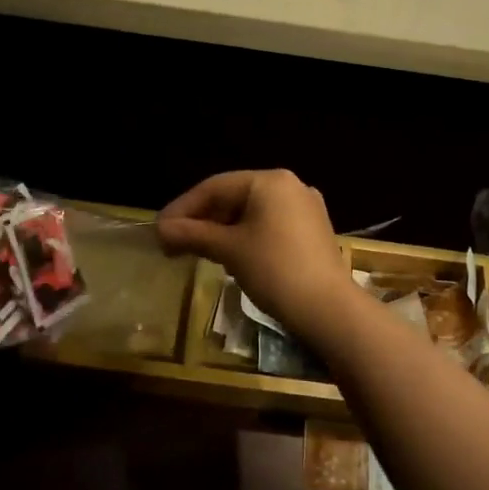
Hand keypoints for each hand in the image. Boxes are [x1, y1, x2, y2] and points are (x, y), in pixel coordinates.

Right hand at [157, 171, 350, 337]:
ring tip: (196, 251)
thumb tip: (161, 229)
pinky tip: (229, 256)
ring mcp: (305, 208)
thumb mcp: (229, 250)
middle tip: (173, 243)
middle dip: (202, 220)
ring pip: (251, 212)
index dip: (183, 208)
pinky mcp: (312, 231)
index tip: (159, 230)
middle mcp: (289, 185)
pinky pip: (269, 225)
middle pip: (234, 197)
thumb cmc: (275, 270)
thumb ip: (193, 235)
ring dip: (221, 230)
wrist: (328, 309)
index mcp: (269, 180)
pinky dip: (245, 236)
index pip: (215, 187)